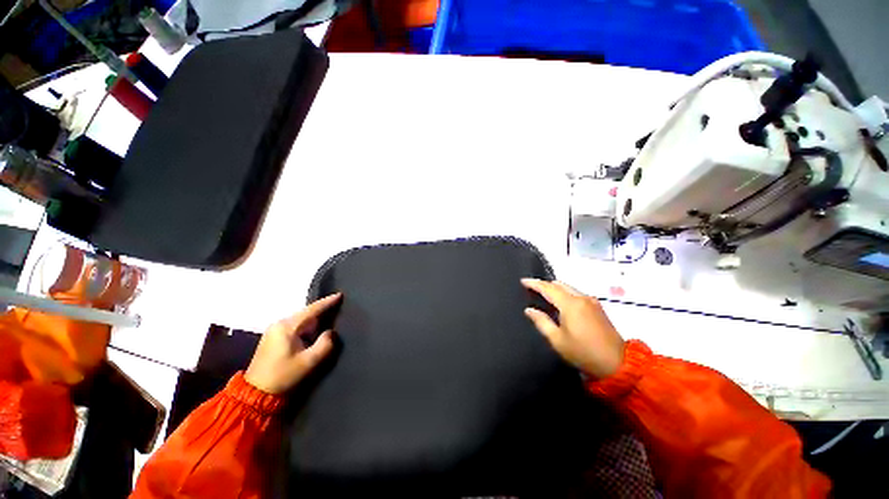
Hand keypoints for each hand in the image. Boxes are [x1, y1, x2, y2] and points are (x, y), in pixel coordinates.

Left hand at [245, 293, 341, 393]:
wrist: (255, 394)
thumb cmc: (283, 376)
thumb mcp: (309, 362)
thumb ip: (325, 344)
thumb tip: (331, 332)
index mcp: (287, 326)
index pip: (312, 309)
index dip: (327, 302)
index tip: (340, 294)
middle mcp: (279, 324)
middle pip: (306, 313)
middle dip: (321, 310)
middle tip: (338, 306)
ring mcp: (274, 331)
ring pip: (301, 320)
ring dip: (314, 319)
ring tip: (330, 315)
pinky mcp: (273, 338)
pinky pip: (295, 326)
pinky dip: (307, 326)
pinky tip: (315, 329)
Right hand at [521, 279, 624, 378]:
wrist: (617, 363)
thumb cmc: (583, 352)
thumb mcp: (557, 340)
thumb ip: (541, 322)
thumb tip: (529, 310)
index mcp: (570, 304)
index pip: (548, 288)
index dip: (534, 283)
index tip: (523, 280)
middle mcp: (581, 298)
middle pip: (559, 285)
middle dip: (545, 284)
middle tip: (532, 288)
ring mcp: (591, 301)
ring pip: (568, 288)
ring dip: (555, 288)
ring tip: (543, 293)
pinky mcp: (597, 307)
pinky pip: (576, 293)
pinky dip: (565, 293)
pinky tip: (559, 301)